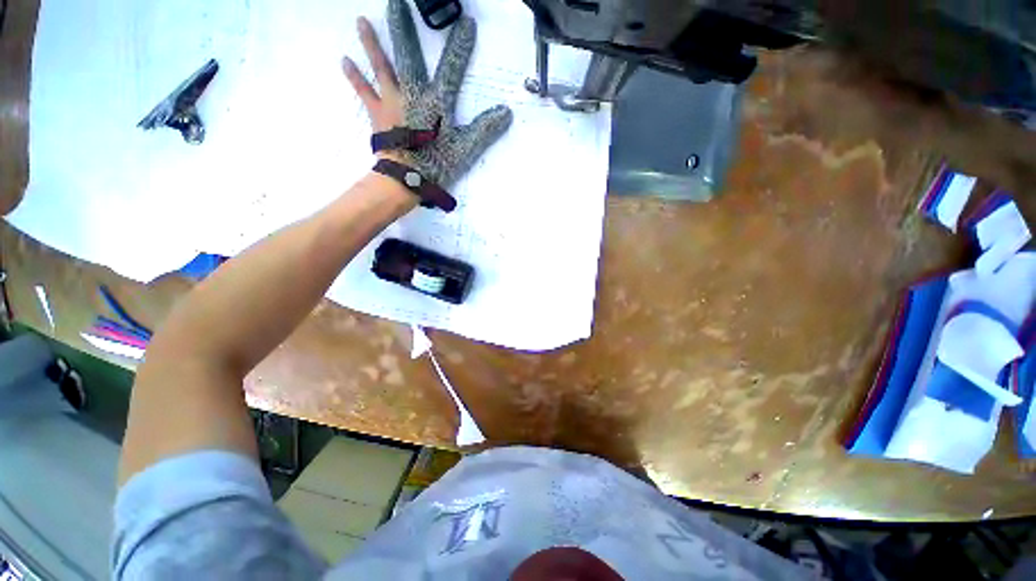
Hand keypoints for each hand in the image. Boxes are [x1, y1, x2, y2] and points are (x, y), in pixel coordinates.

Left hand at [341, 0, 512, 188]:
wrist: (406, 178)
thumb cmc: (436, 164)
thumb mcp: (465, 149)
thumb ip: (485, 129)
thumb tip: (506, 112)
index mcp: (436, 101)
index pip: (452, 67)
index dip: (461, 46)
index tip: (467, 24)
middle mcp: (412, 92)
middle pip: (408, 55)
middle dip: (403, 27)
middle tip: (397, 2)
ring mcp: (392, 101)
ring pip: (381, 66)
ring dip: (372, 43)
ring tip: (361, 20)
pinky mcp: (377, 113)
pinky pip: (364, 91)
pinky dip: (355, 77)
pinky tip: (345, 60)